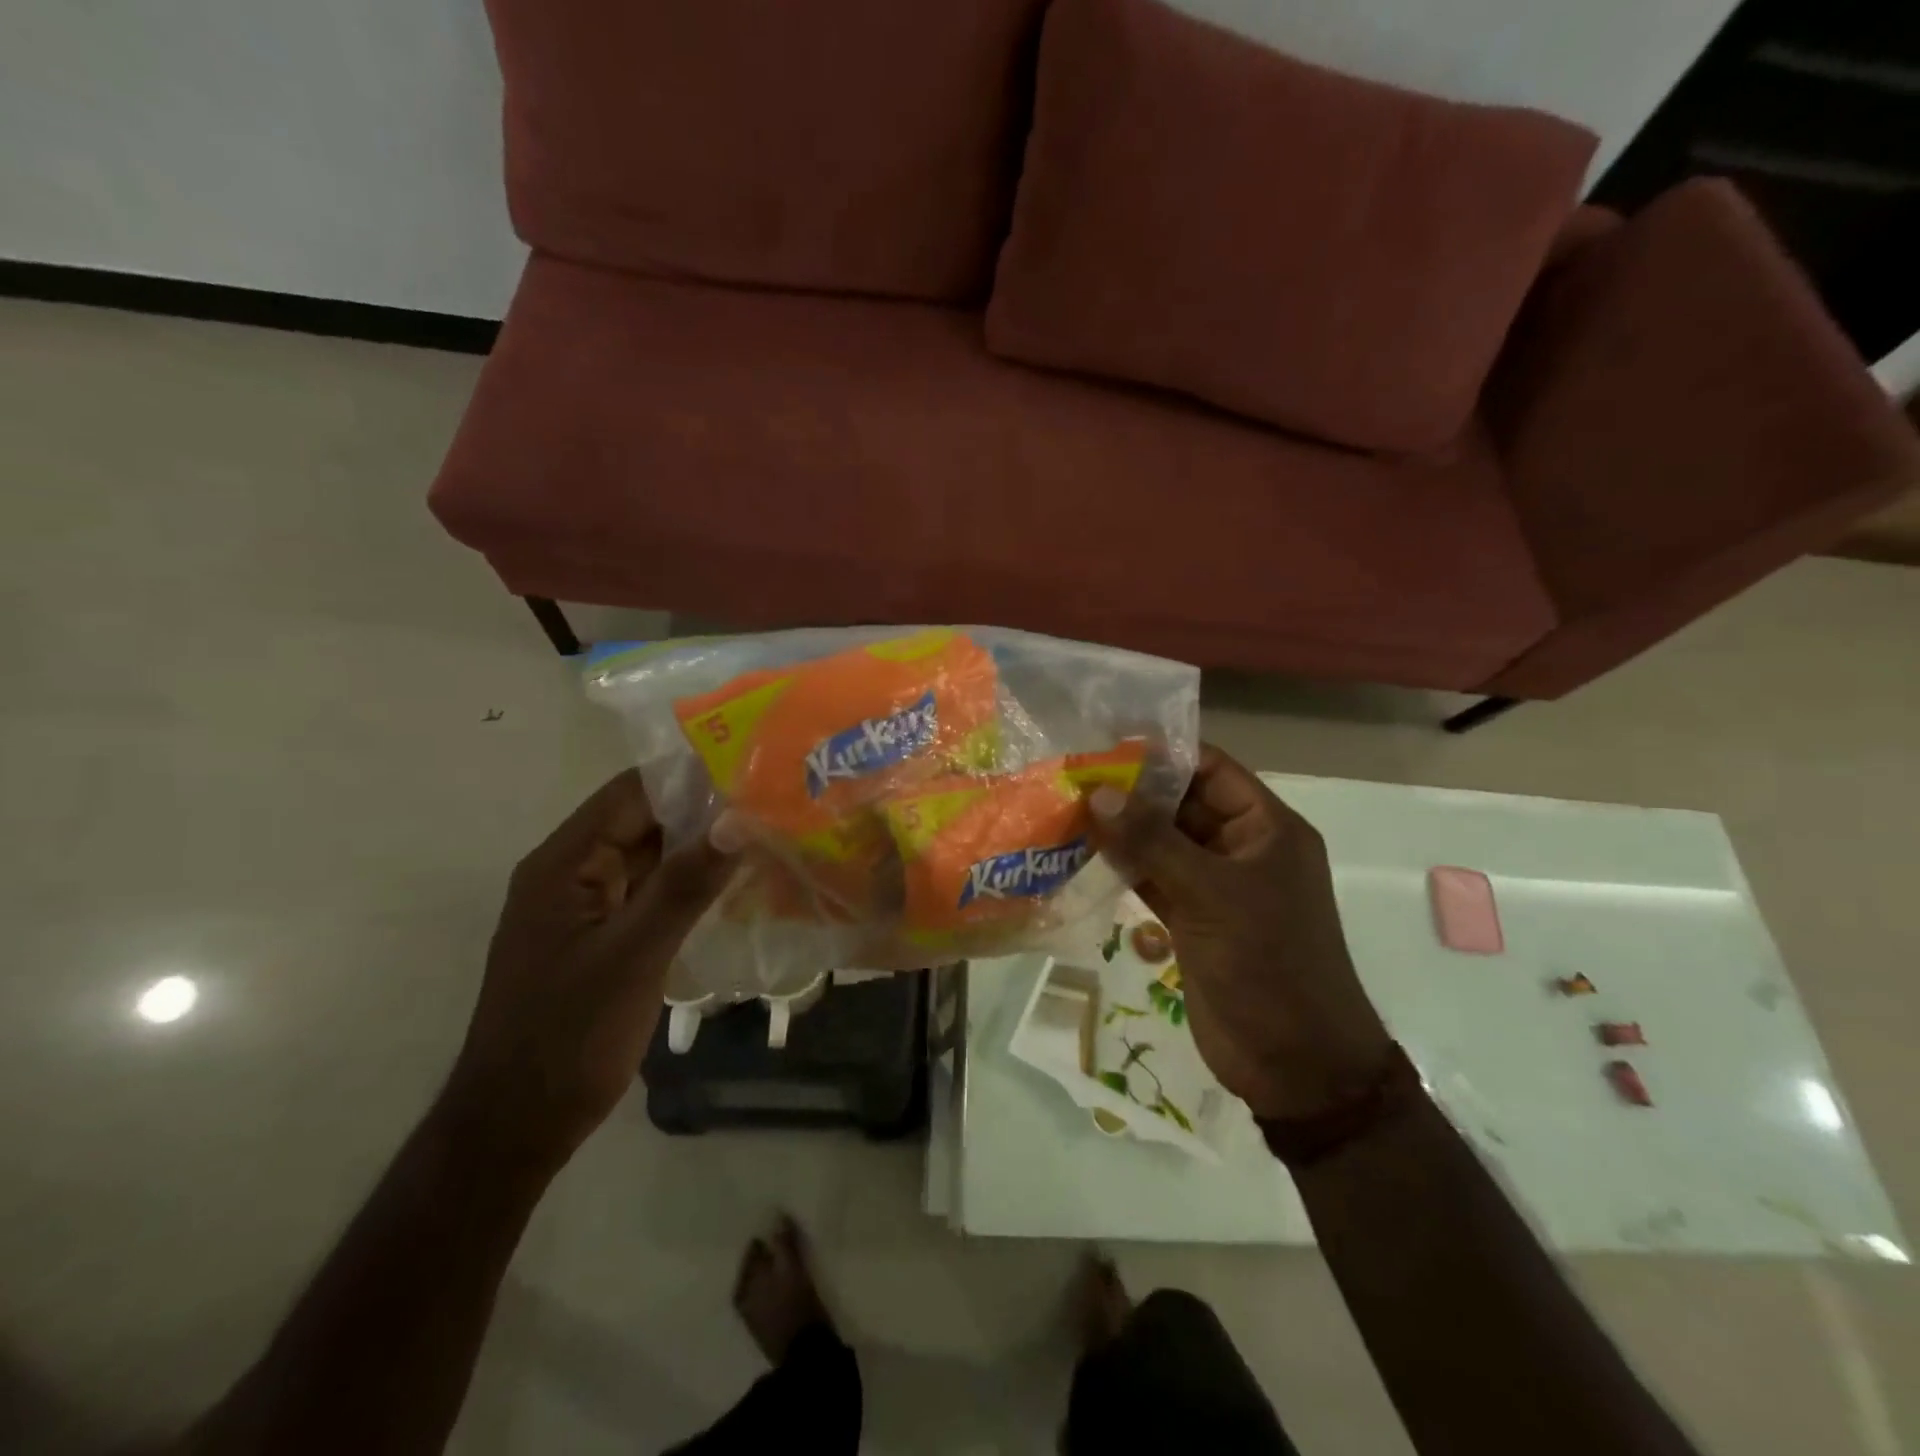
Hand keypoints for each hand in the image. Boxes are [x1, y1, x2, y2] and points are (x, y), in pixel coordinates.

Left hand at [445, 771, 740, 1170]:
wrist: (519, 1123)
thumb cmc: (569, 1036)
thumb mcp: (634, 955)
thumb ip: (686, 884)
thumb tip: (739, 820)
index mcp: (563, 863)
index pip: (632, 793)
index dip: (691, 777)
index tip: (754, 771)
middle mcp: (571, 871)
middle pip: (643, 819)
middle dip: (704, 809)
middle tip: (772, 802)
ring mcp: (586, 904)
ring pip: (650, 854)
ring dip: (700, 845)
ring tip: (765, 831)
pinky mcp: (602, 934)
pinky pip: (650, 889)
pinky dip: (688, 881)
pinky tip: (734, 880)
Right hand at [1090, 746, 1392, 1120]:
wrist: (1294, 1062)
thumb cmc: (1266, 962)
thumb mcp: (1210, 894)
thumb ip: (1152, 841)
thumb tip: (1097, 793)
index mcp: (1266, 828)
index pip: (1212, 769)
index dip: (1163, 754)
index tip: (1106, 745)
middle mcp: (1241, 849)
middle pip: (1182, 804)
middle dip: (1132, 793)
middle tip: (1073, 776)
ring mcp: (1215, 886)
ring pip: (1162, 843)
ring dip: (1121, 830)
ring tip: (1067, 809)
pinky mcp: (1192, 920)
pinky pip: (1153, 879)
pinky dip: (1122, 867)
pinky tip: (1081, 854)